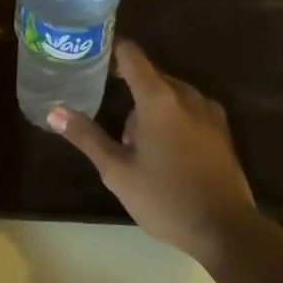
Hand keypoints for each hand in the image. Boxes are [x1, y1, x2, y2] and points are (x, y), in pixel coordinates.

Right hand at [50, 42, 257, 265]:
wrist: (227, 230)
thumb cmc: (166, 199)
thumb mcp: (118, 172)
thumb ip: (87, 137)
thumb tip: (54, 111)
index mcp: (158, 98)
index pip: (131, 55)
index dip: (111, 52)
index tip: (93, 59)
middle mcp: (185, 94)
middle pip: (150, 76)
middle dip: (130, 91)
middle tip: (113, 123)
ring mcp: (208, 111)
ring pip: (171, 93)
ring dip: (152, 108)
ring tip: (139, 146)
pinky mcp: (222, 129)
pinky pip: (189, 108)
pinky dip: (173, 117)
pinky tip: (167, 151)